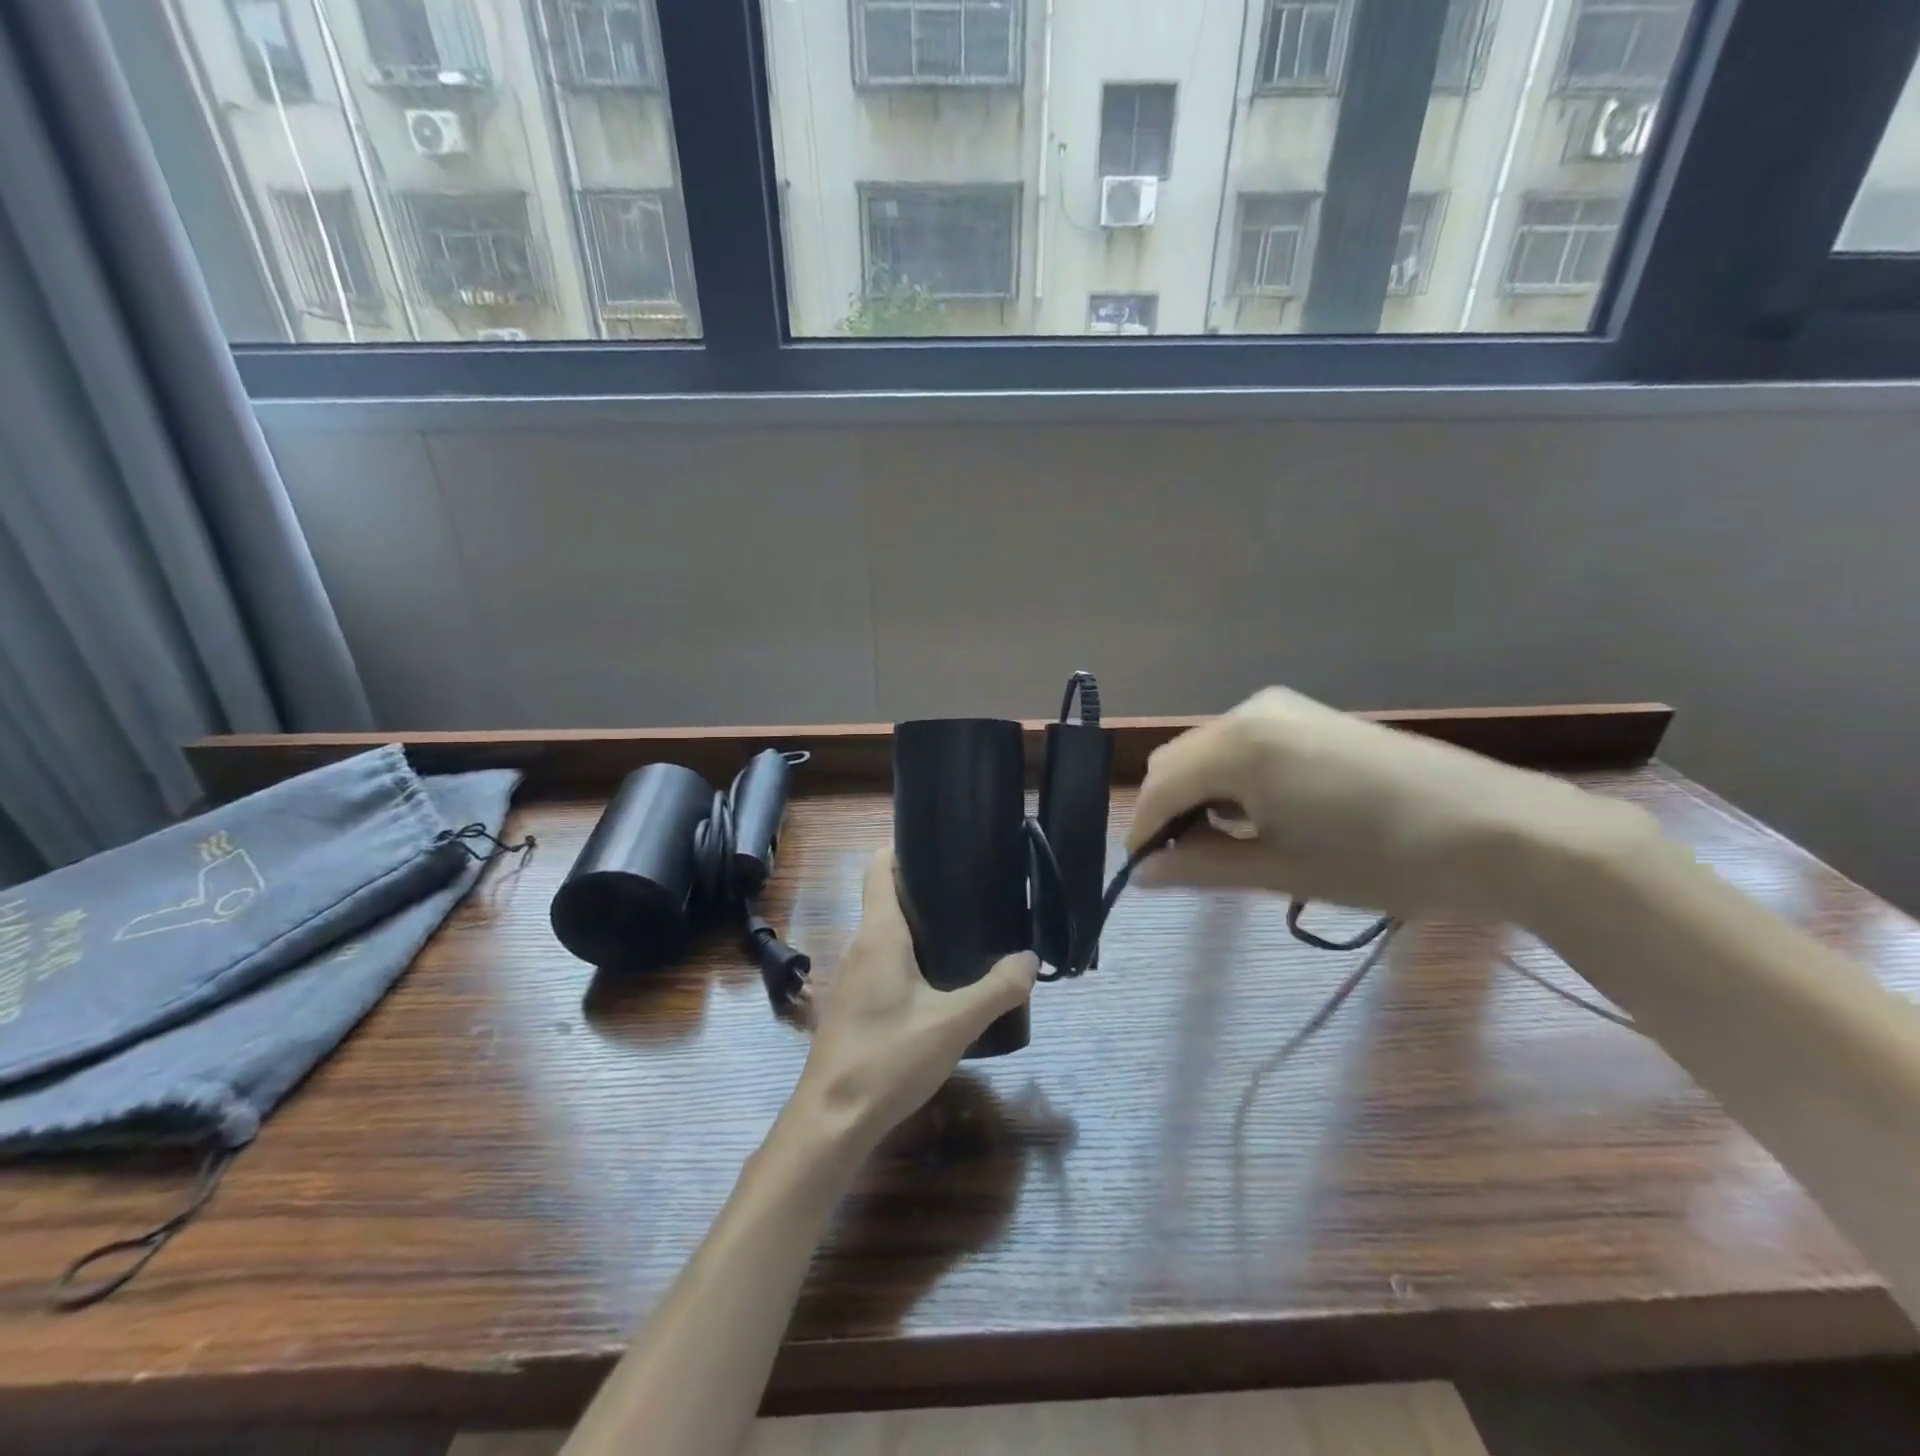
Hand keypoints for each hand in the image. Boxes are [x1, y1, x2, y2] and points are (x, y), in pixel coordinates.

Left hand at [790, 848, 1036, 1151]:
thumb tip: (1029, 958)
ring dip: (920, 925)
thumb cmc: (888, 1058)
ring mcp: (853, 976)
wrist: (832, 1119)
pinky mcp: (855, 1004)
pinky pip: (884, 960)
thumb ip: (996, 990)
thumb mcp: (953, 1024)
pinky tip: (941, 978)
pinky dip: (912, 955)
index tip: (942, 845)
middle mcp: (861, 946)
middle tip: (973, 888)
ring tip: (966, 928)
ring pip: (887, 932)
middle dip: (926, 887)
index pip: (879, 867)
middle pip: (887, 896)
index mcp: (880, 935)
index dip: (903, 847)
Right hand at [1127, 687, 1652, 922]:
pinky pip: (1243, 742)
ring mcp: (1283, 707)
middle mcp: (1250, 711)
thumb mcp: (1281, 870)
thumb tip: (1142, 875)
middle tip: (1184, 862)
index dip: (1143, 831)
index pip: (1161, 788)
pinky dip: (1231, 776)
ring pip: (1208, 749)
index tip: (1142, 872)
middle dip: (1168, 810)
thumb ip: (1200, 868)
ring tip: (1225, 843)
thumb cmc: (1382, 860)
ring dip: (1199, 792)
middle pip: (1177, 761)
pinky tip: (1260, 812)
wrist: (1499, 830)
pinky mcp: (1310, 715)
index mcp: (1238, 747)